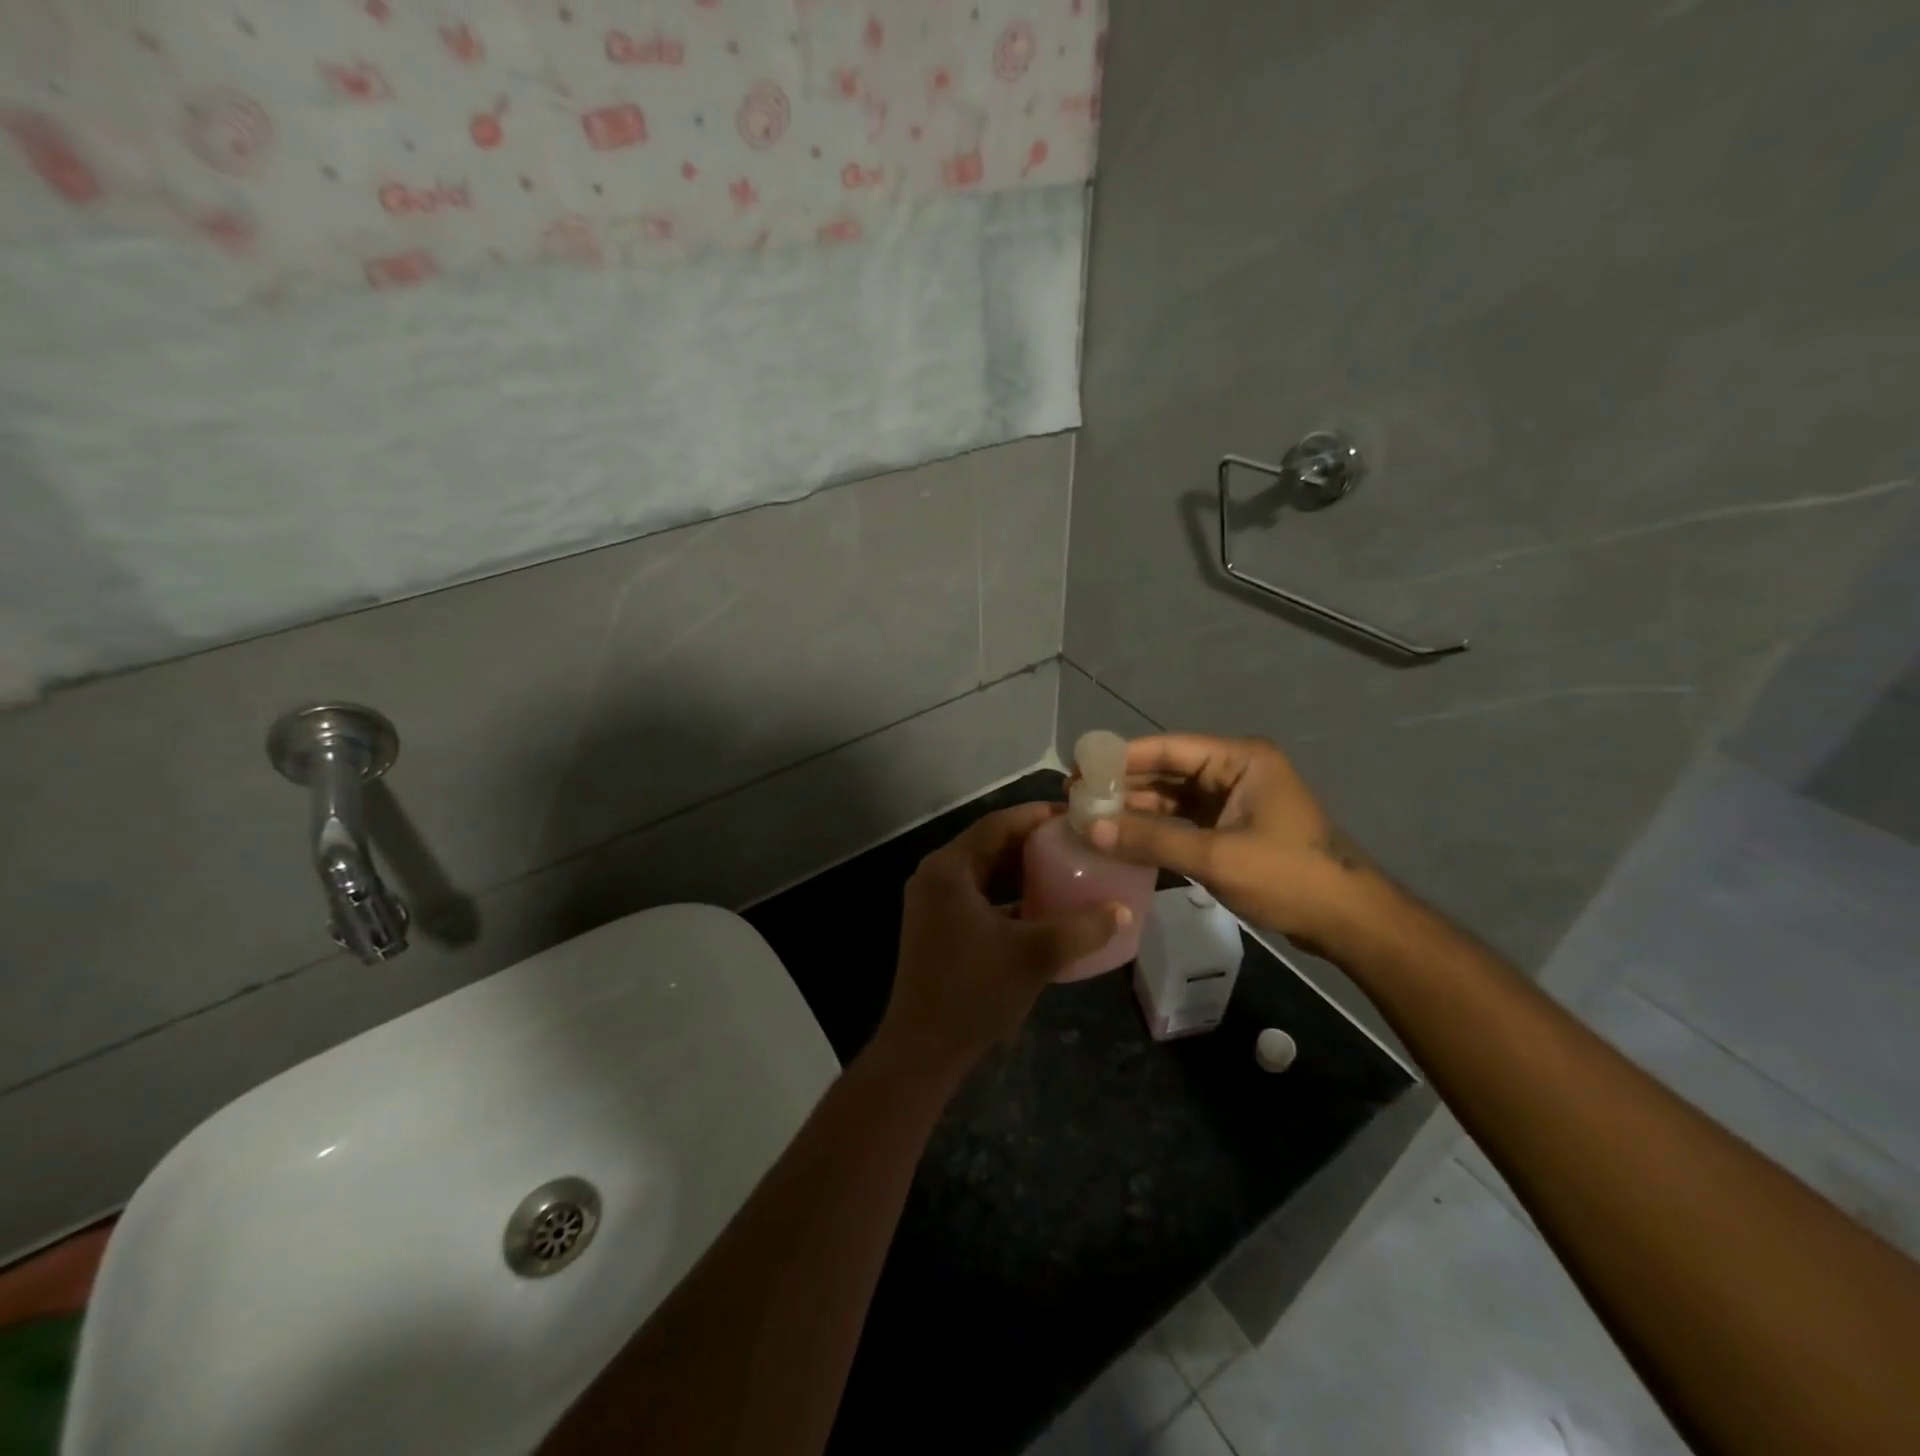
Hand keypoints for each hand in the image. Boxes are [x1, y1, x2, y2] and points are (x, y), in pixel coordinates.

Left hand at [878, 804, 1128, 1072]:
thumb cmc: (975, 991)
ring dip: (1020, 868)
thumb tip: (1123, 910)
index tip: (1075, 816)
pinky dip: (1007, 894)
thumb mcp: (1036, 955)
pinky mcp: (938, 927)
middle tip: (1076, 840)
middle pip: (990, 844)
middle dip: (1032, 841)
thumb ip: (1082, 929)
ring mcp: (933, 903)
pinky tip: (1041, 906)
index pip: (997, 824)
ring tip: (1065, 867)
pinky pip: (978, 896)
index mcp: (949, 868)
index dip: (1036, 816)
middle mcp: (936, 876)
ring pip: (984, 871)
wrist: (924, 1049)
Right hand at [1086, 734, 1384, 948]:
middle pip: (1167, 771)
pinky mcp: (1232, 829)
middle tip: (1076, 797)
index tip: (1079, 769)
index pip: (1168, 748)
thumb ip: (1151, 840)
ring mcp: (1233, 801)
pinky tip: (1121, 838)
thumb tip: (1090, 827)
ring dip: (1135, 809)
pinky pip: (1183, 821)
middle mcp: (1234, 772)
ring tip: (1089, 817)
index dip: (1121, 757)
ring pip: (1172, 798)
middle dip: (1123, 784)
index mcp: (1239, 760)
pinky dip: (1155, 829)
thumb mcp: (1215, 856)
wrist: (1348, 921)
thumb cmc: (1287, 876)